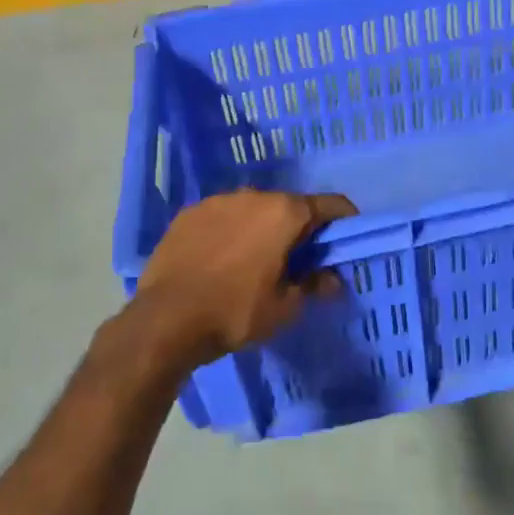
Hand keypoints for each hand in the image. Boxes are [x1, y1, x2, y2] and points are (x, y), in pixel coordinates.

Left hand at [129, 189, 357, 373]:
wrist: (166, 319)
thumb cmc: (235, 312)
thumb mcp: (285, 307)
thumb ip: (314, 285)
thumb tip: (332, 278)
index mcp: (284, 213)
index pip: (329, 205)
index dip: (344, 220)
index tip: (347, 238)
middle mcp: (252, 195)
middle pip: (289, 205)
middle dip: (299, 228)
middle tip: (299, 259)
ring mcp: (216, 201)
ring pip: (253, 209)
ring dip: (261, 228)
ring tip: (255, 260)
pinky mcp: (188, 213)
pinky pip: (222, 217)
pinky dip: (230, 231)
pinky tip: (221, 259)